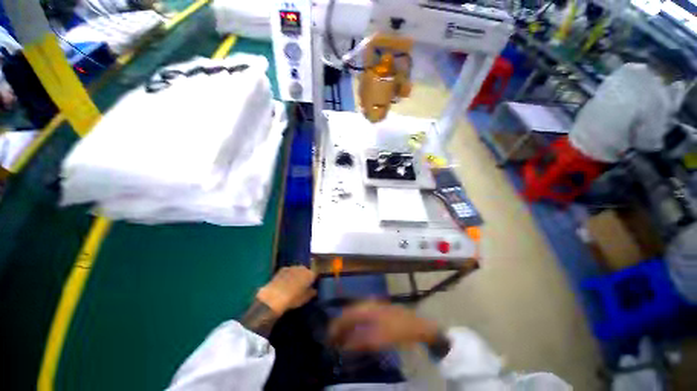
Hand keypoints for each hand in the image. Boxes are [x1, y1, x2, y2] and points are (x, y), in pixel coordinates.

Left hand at [256, 266, 316, 314]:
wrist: (274, 297)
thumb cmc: (293, 299)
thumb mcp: (305, 299)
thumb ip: (312, 293)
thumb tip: (314, 290)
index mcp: (310, 274)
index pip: (316, 273)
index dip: (314, 278)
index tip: (313, 283)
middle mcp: (303, 268)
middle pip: (306, 271)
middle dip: (305, 276)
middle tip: (303, 285)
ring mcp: (292, 267)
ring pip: (297, 270)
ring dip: (297, 275)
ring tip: (293, 284)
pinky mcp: (282, 269)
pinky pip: (289, 271)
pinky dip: (288, 275)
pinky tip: (284, 282)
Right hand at [329, 302, 439, 351]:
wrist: (416, 324)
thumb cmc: (397, 330)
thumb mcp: (378, 338)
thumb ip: (359, 341)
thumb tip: (343, 345)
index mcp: (366, 307)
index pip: (345, 315)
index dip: (335, 326)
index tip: (328, 337)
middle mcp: (367, 303)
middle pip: (349, 313)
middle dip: (340, 325)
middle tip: (333, 339)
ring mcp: (373, 305)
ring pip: (355, 314)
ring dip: (347, 325)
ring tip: (341, 338)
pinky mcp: (378, 310)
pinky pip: (362, 316)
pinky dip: (355, 325)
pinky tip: (355, 333)